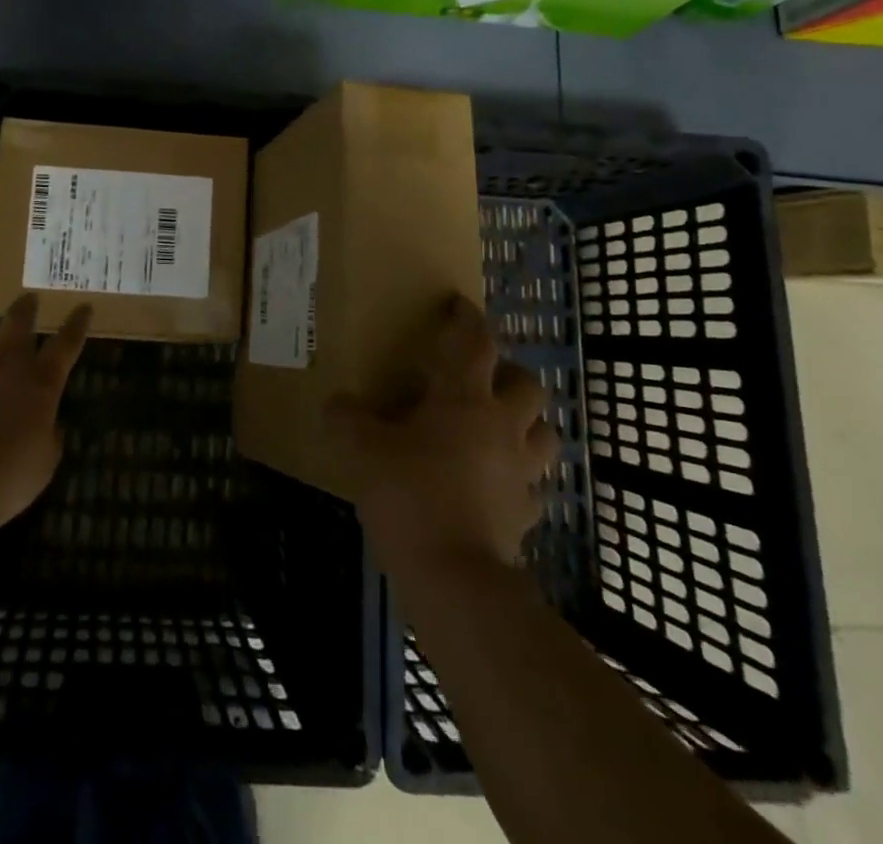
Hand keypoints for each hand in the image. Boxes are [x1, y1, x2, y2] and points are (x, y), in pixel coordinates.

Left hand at [0, 293, 91, 532]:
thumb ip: (50, 433)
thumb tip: (46, 422)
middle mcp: (7, 361)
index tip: (84, 306)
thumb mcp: (45, 461)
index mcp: (41, 380)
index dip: (77, 323)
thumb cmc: (5, 478)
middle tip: (30, 300)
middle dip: (27, 307)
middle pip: (19, 319)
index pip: (67, 342)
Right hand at [327, 293, 559, 571]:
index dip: (468, 318)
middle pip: (528, 387)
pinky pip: (532, 486)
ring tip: (497, 429)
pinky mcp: (525, 514)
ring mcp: (521, 473)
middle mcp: (503, 428)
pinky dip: (518, 478)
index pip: (476, 343)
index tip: (459, 304)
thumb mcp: (363, 450)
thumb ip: (347, 418)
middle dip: (509, 375)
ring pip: (544, 434)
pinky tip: (494, 484)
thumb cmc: (410, 496)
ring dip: (526, 425)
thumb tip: (338, 403)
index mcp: (465, 400)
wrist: (454, 577)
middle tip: (480, 380)